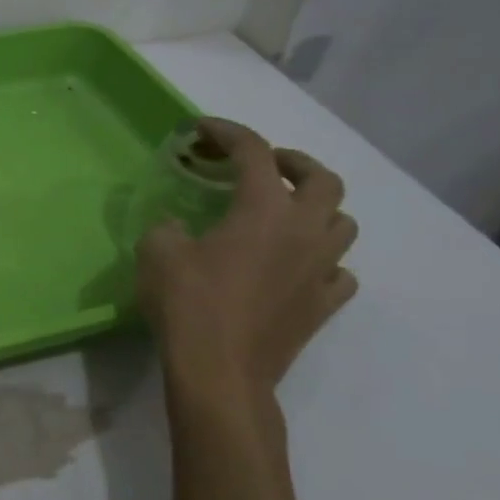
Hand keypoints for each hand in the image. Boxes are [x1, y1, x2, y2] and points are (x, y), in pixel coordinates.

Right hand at [136, 119, 357, 424]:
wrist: (220, 371)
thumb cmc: (187, 303)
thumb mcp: (157, 251)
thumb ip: (168, 226)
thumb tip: (179, 227)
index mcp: (263, 210)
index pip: (253, 152)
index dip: (227, 132)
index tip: (201, 129)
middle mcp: (304, 231)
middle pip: (323, 179)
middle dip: (293, 162)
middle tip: (262, 166)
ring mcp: (321, 269)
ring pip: (342, 222)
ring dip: (316, 208)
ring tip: (282, 213)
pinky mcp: (323, 304)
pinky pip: (339, 270)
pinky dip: (321, 258)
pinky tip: (296, 264)